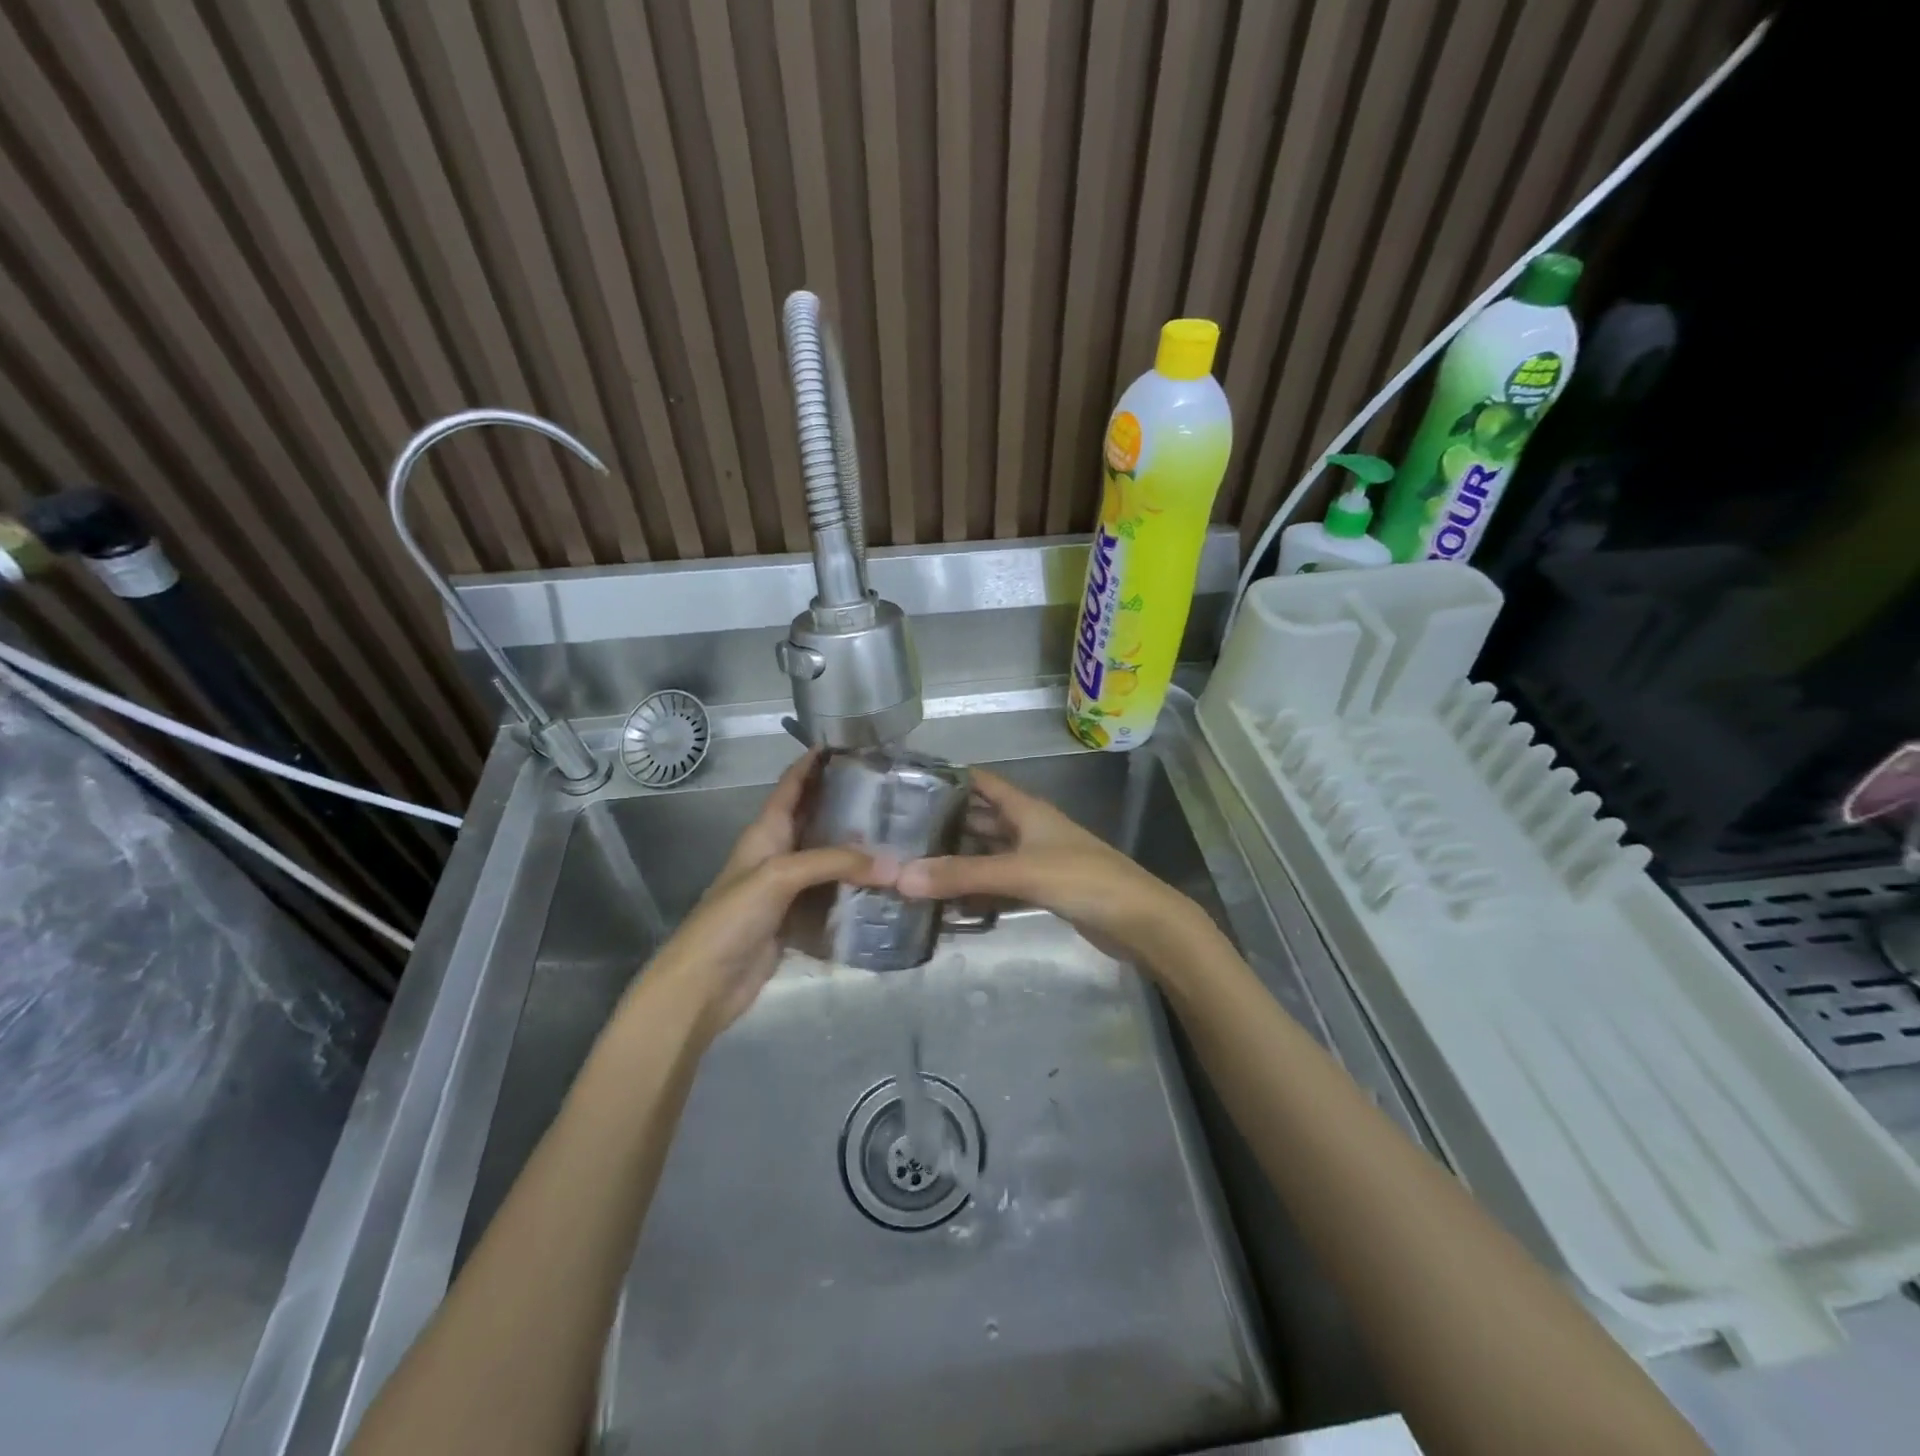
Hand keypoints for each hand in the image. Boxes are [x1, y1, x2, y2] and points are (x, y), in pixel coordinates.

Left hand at [638, 752, 885, 1043]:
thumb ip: (834, 862)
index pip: (792, 784)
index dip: (815, 761)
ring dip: (858, 848)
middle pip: (816, 818)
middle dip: (848, 802)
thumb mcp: (779, 876)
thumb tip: (893, 864)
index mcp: (765, 831)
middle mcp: (779, 852)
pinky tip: (886, 884)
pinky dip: (856, 888)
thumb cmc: (732, 917)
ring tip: (900, 833)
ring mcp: (789, 887)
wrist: (704, 984)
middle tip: (892, 790)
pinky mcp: (799, 918)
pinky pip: (833, 895)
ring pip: (829, 858)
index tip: (852, 742)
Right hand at [895, 768, 1211, 968]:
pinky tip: (948, 901)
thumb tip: (900, 876)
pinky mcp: (1042, 889)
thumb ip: (962, 874)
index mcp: (1027, 809)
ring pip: (989, 854)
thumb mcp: (1019, 871)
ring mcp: (1036, 860)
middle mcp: (1029, 828)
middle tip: (898, 834)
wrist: (1139, 921)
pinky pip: (1000, 883)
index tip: (906, 785)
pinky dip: (977, 889)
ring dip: (959, 860)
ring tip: (913, 867)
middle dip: (945, 824)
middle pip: (980, 819)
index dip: (948, 779)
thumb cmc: (1082, 879)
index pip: (981, 783)